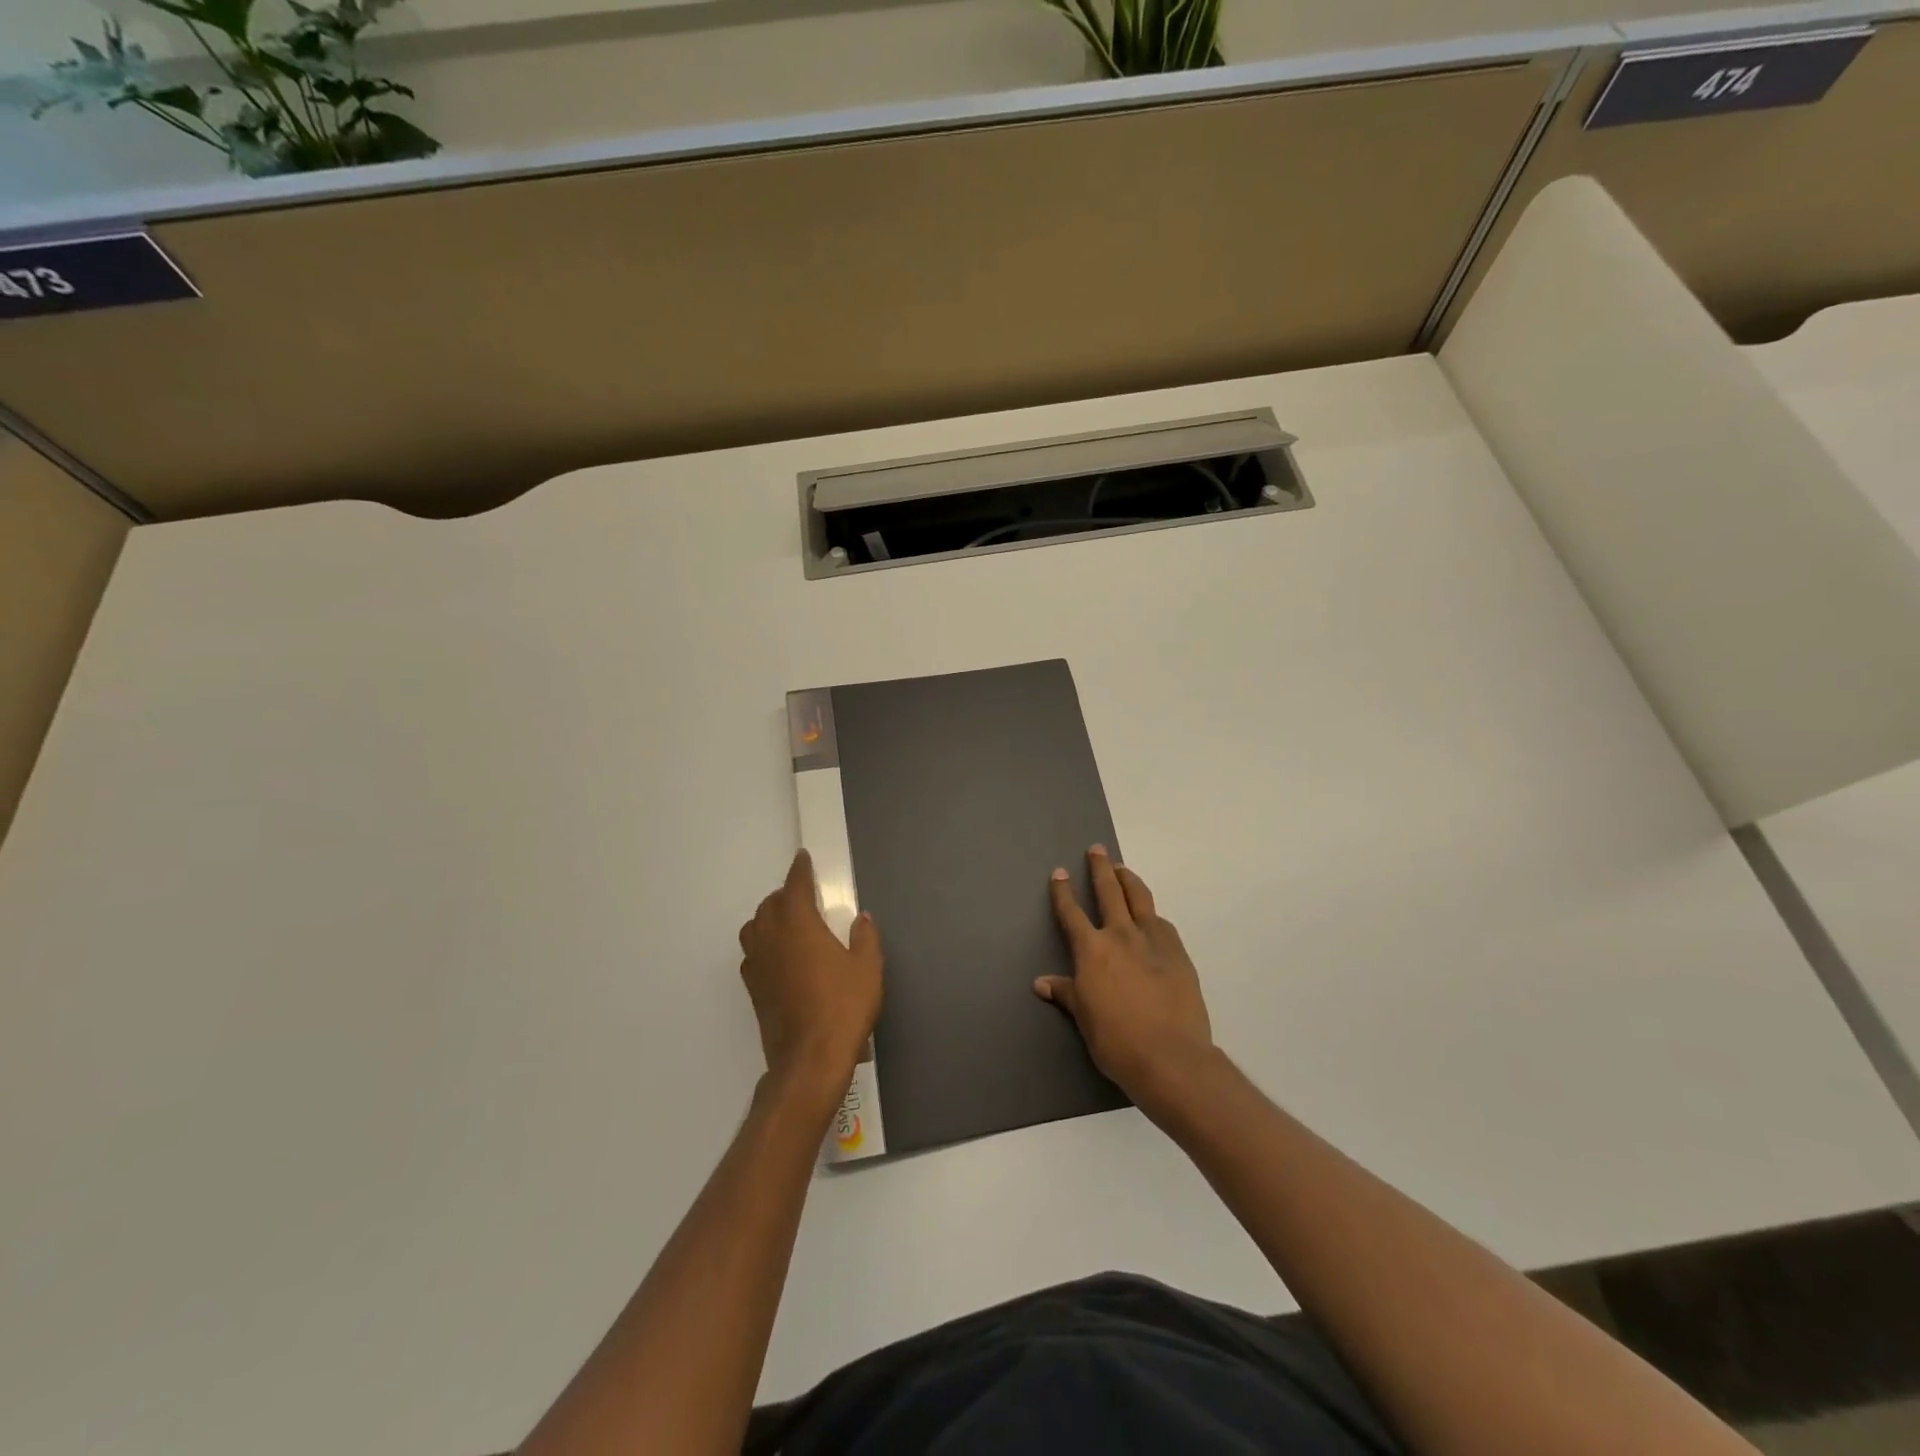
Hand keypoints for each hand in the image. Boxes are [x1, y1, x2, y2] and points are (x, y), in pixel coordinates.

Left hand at [738, 851, 882, 1092]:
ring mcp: (758, 965)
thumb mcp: (867, 969)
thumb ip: (865, 938)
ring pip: (754, 927)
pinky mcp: (753, 989)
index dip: (800, 870)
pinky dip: (762, 944)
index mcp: (799, 925)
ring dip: (768, 917)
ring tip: (788, 922)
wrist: (809, 1059)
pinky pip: (752, 954)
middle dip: (785, 894)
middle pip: (770, 905)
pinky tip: (778, 956)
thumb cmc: (843, 1007)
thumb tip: (861, 918)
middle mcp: (772, 939)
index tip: (802, 858)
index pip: (795, 887)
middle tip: (803, 895)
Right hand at [1037, 846, 1214, 1103]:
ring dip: (1129, 880)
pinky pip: (1162, 923)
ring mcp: (1153, 941)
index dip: (1064, 891)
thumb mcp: (1084, 1018)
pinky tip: (1152, 917)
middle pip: (1109, 891)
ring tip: (1123, 870)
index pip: (1072, 913)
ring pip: (1140, 898)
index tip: (1060, 872)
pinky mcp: (1178, 952)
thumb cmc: (1117, 1042)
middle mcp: (1121, 935)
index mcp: (1092, 950)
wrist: (1170, 1057)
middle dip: (1100, 868)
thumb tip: (1041, 983)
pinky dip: (1152, 914)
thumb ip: (1066, 993)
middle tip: (1096, 850)